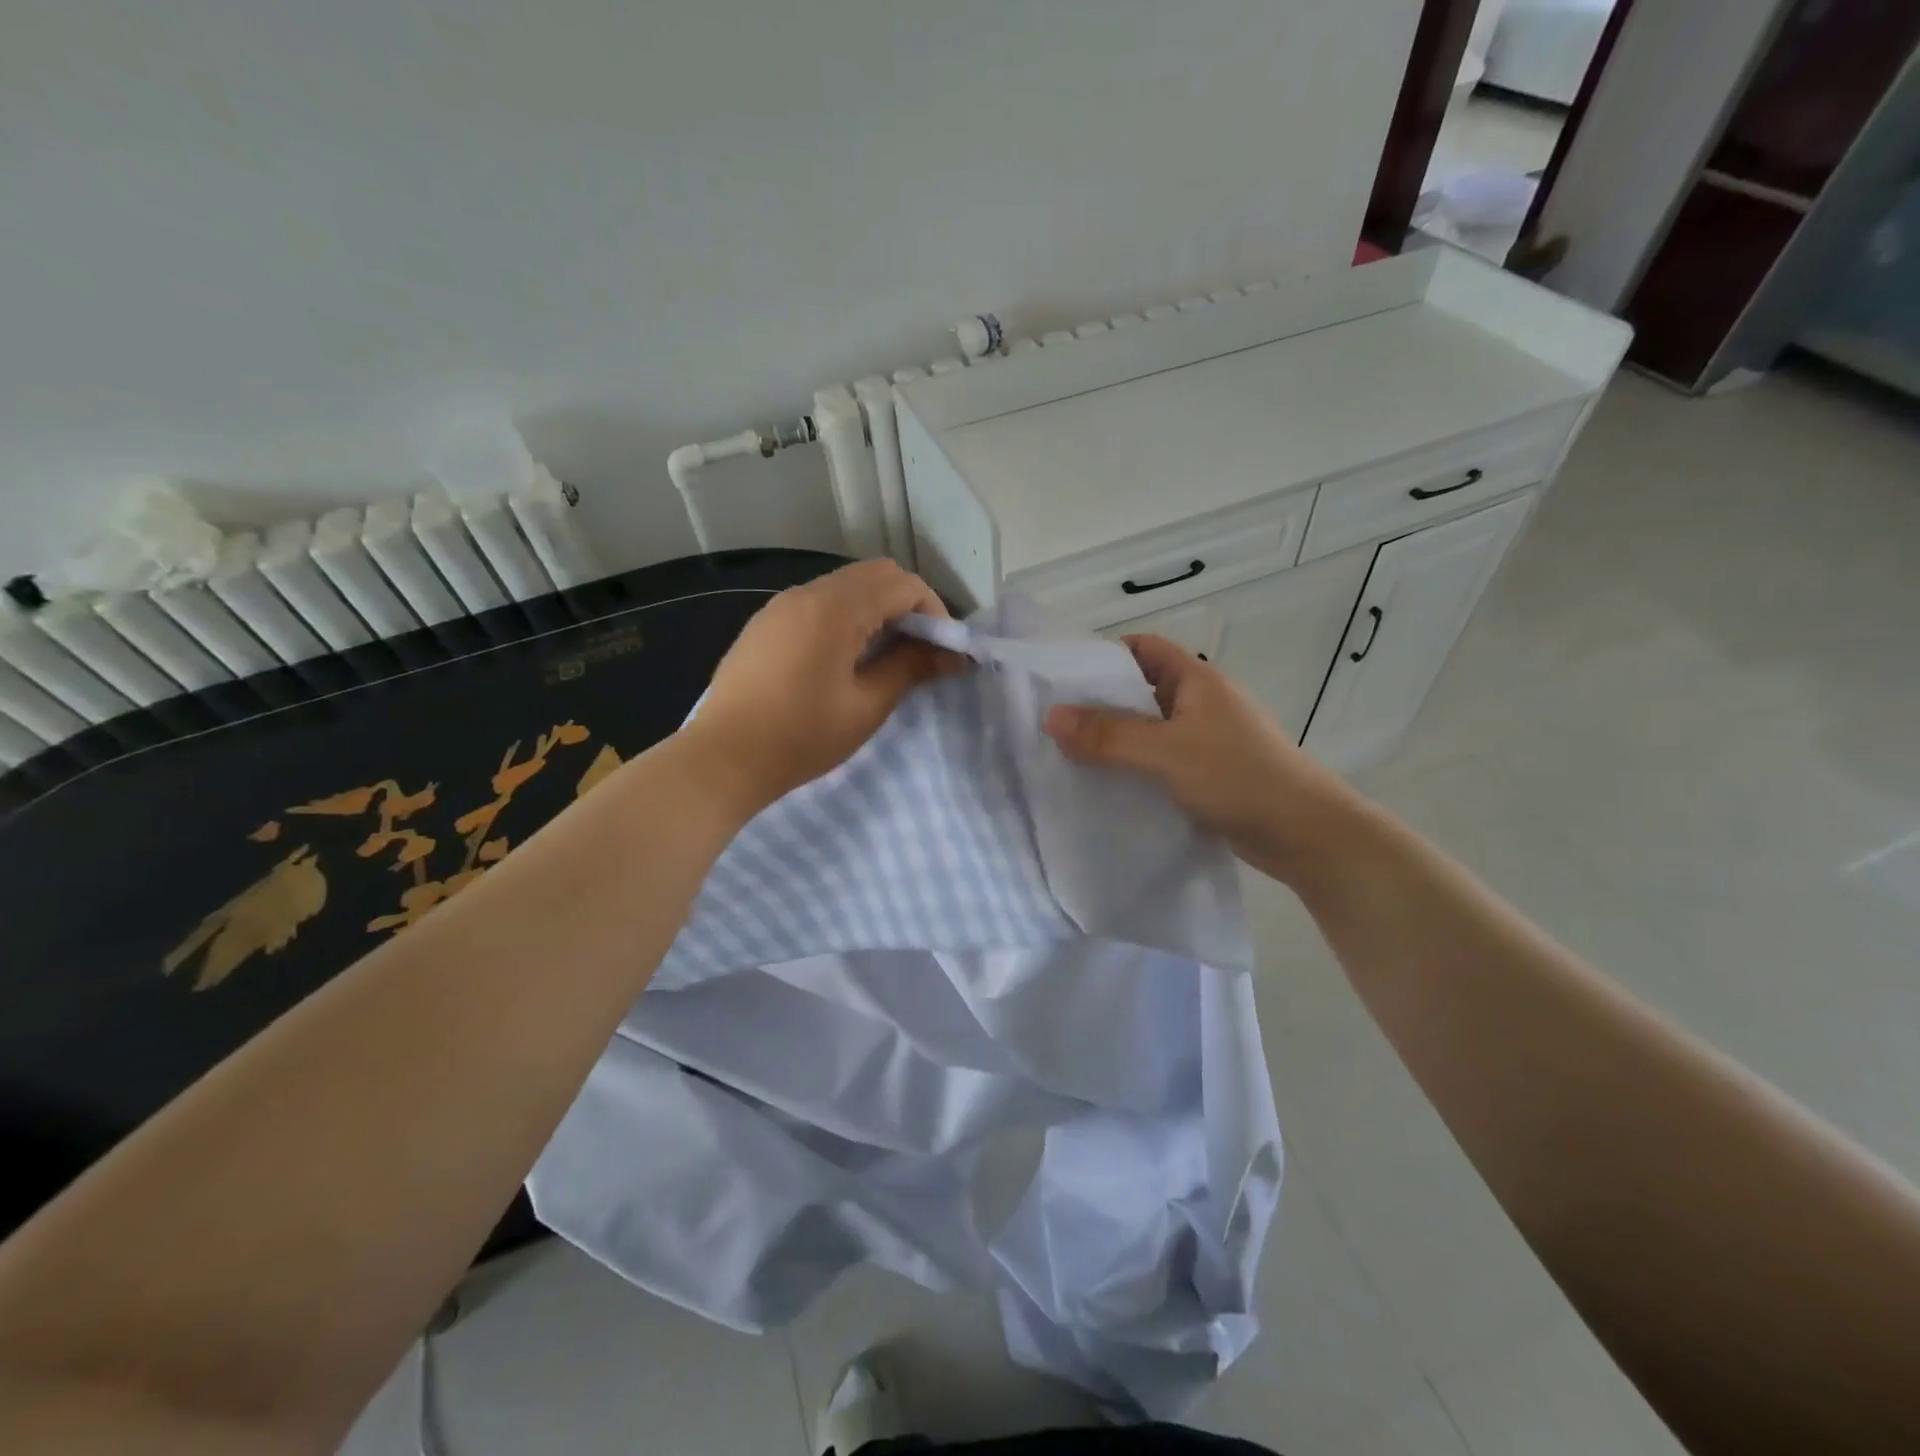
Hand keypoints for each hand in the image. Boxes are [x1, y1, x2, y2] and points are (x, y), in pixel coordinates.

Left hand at [684, 560, 962, 815]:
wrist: (723, 758)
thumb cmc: (801, 737)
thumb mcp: (866, 706)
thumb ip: (909, 668)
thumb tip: (949, 653)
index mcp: (835, 609)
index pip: (903, 585)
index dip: (934, 612)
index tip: (944, 651)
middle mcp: (808, 593)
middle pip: (875, 575)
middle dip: (908, 604)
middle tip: (920, 649)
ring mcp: (782, 605)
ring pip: (846, 585)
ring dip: (877, 608)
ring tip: (887, 655)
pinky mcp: (766, 622)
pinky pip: (819, 602)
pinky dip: (847, 615)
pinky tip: (846, 656)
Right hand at [1043, 634, 1362, 882]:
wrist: (1304, 833)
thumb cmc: (1238, 776)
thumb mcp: (1167, 751)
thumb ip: (1109, 736)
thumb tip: (1050, 717)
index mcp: (1196, 681)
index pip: (1143, 649)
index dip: (1105, 655)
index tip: (1064, 676)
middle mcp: (1199, 704)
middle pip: (1140, 691)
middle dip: (1099, 703)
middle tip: (1053, 720)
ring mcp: (1204, 741)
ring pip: (1147, 731)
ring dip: (1114, 741)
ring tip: (1067, 755)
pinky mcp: (1206, 775)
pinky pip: (1158, 762)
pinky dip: (1132, 769)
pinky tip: (1105, 787)